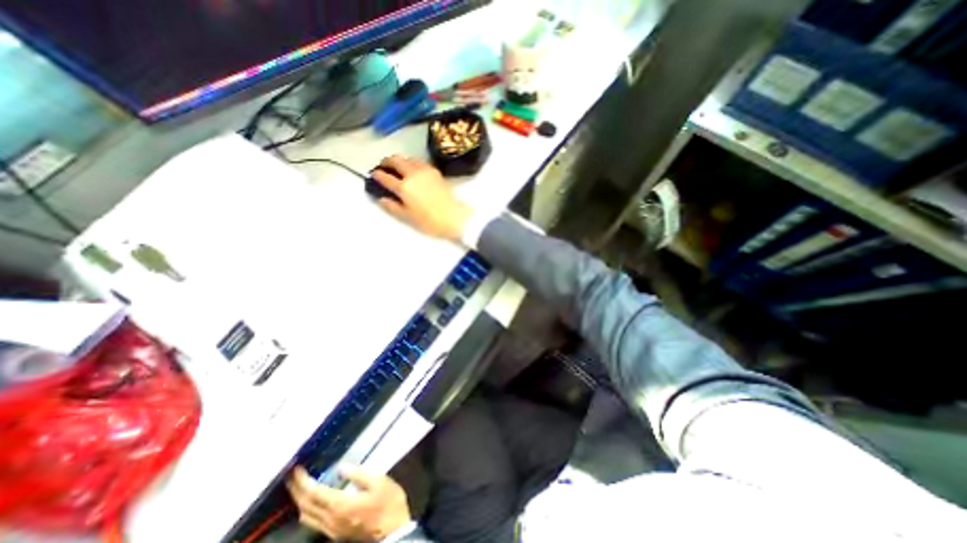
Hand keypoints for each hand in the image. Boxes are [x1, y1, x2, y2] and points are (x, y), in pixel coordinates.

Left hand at [283, 465, 411, 540]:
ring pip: (307, 517)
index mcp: (340, 505)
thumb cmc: (388, 502)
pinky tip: (313, 502)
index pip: (314, 493)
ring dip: (300, 501)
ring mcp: (332, 529)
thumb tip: (341, 467)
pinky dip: (308, 509)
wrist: (394, 530)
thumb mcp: (379, 481)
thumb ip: (359, 474)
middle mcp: (331, 520)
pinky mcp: (336, 533)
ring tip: (300, 486)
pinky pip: (313, 522)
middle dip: (296, 490)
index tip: (296, 469)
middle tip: (291, 476)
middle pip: (306, 506)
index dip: (303, 481)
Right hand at [372, 154, 475, 240]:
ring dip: (399, 160)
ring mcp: (425, 170)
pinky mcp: (435, 171)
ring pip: (408, 158)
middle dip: (386, 162)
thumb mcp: (408, 217)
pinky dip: (412, 162)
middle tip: (383, 167)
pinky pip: (419, 161)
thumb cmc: (430, 221)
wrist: (454, 217)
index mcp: (404, 187)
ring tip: (398, 167)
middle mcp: (413, 174)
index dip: (377, 175)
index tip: (374, 175)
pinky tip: (413, 169)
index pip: (385, 177)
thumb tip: (381, 199)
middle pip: (395, 160)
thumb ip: (392, 207)